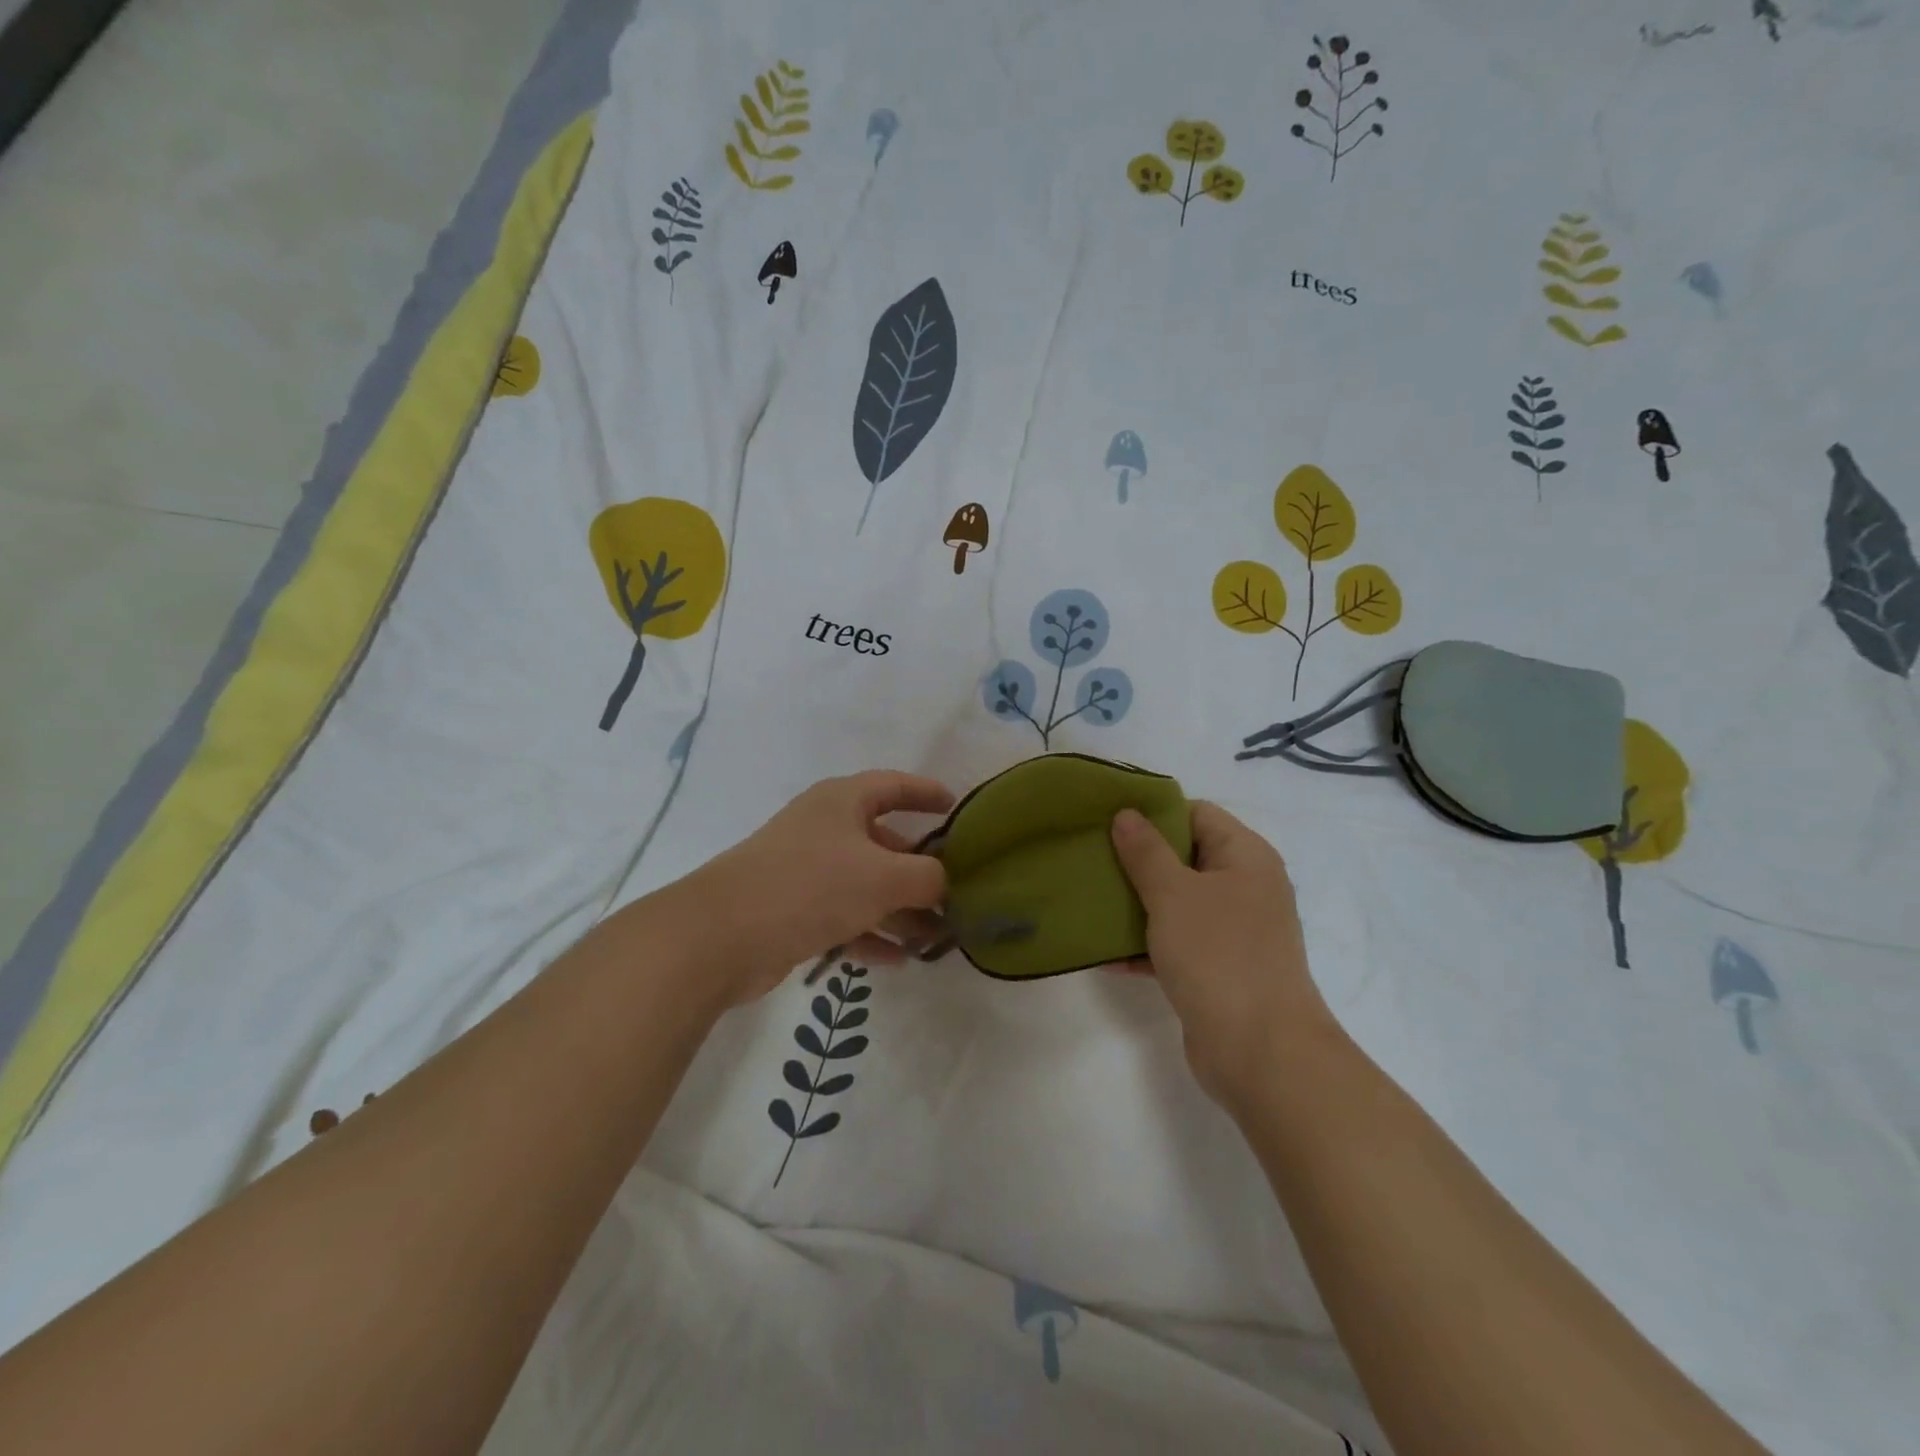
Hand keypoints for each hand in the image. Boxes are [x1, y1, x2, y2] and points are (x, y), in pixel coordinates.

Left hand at [663, 771, 953, 1007]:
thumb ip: (927, 877)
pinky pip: (843, 916)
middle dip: (919, 870)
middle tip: (954, 893)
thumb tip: (943, 883)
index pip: (894, 786)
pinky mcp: (792, 909)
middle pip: (883, 842)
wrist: (721, 935)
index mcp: (842, 802)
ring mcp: (806, 870)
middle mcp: (824, 829)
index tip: (955, 807)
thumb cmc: (811, 886)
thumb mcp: (883, 877)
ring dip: (900, 909)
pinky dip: (870, 934)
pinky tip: (898, 960)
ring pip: (865, 884)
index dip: (926, 793)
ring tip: (935, 937)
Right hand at [1110, 802, 1335, 1105]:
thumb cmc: (1219, 956)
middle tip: (1090, 855)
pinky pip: (1175, 942)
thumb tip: (1126, 814)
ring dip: (1136, 902)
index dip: (1154, 812)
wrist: (1260, 1053)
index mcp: (1246, 857)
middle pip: (1184, 857)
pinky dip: (1144, 944)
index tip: (1108, 817)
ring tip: (1088, 897)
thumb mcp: (1174, 894)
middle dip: (1137, 858)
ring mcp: (1232, 931)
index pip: (1197, 814)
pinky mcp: (1217, 968)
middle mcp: (1244, 888)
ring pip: (1176, 902)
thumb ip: (1146, 852)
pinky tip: (1104, 951)